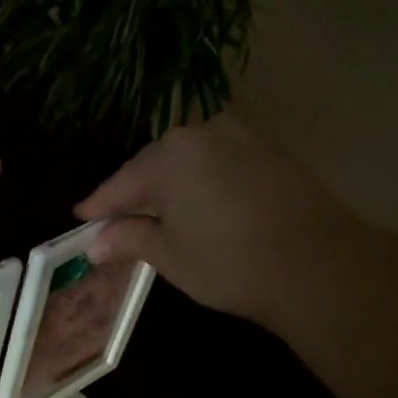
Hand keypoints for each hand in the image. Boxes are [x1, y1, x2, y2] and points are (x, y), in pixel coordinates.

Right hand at [75, 114, 335, 329]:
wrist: (317, 264)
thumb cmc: (229, 263)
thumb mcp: (169, 255)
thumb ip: (129, 239)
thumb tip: (96, 243)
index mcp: (170, 155)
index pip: (122, 182)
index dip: (100, 204)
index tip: (81, 217)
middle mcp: (203, 132)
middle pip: (155, 165)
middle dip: (135, 193)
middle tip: (115, 220)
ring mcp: (241, 136)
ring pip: (189, 162)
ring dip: (169, 187)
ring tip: (155, 215)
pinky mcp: (269, 150)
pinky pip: (218, 163)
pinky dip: (201, 183)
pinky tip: (196, 206)